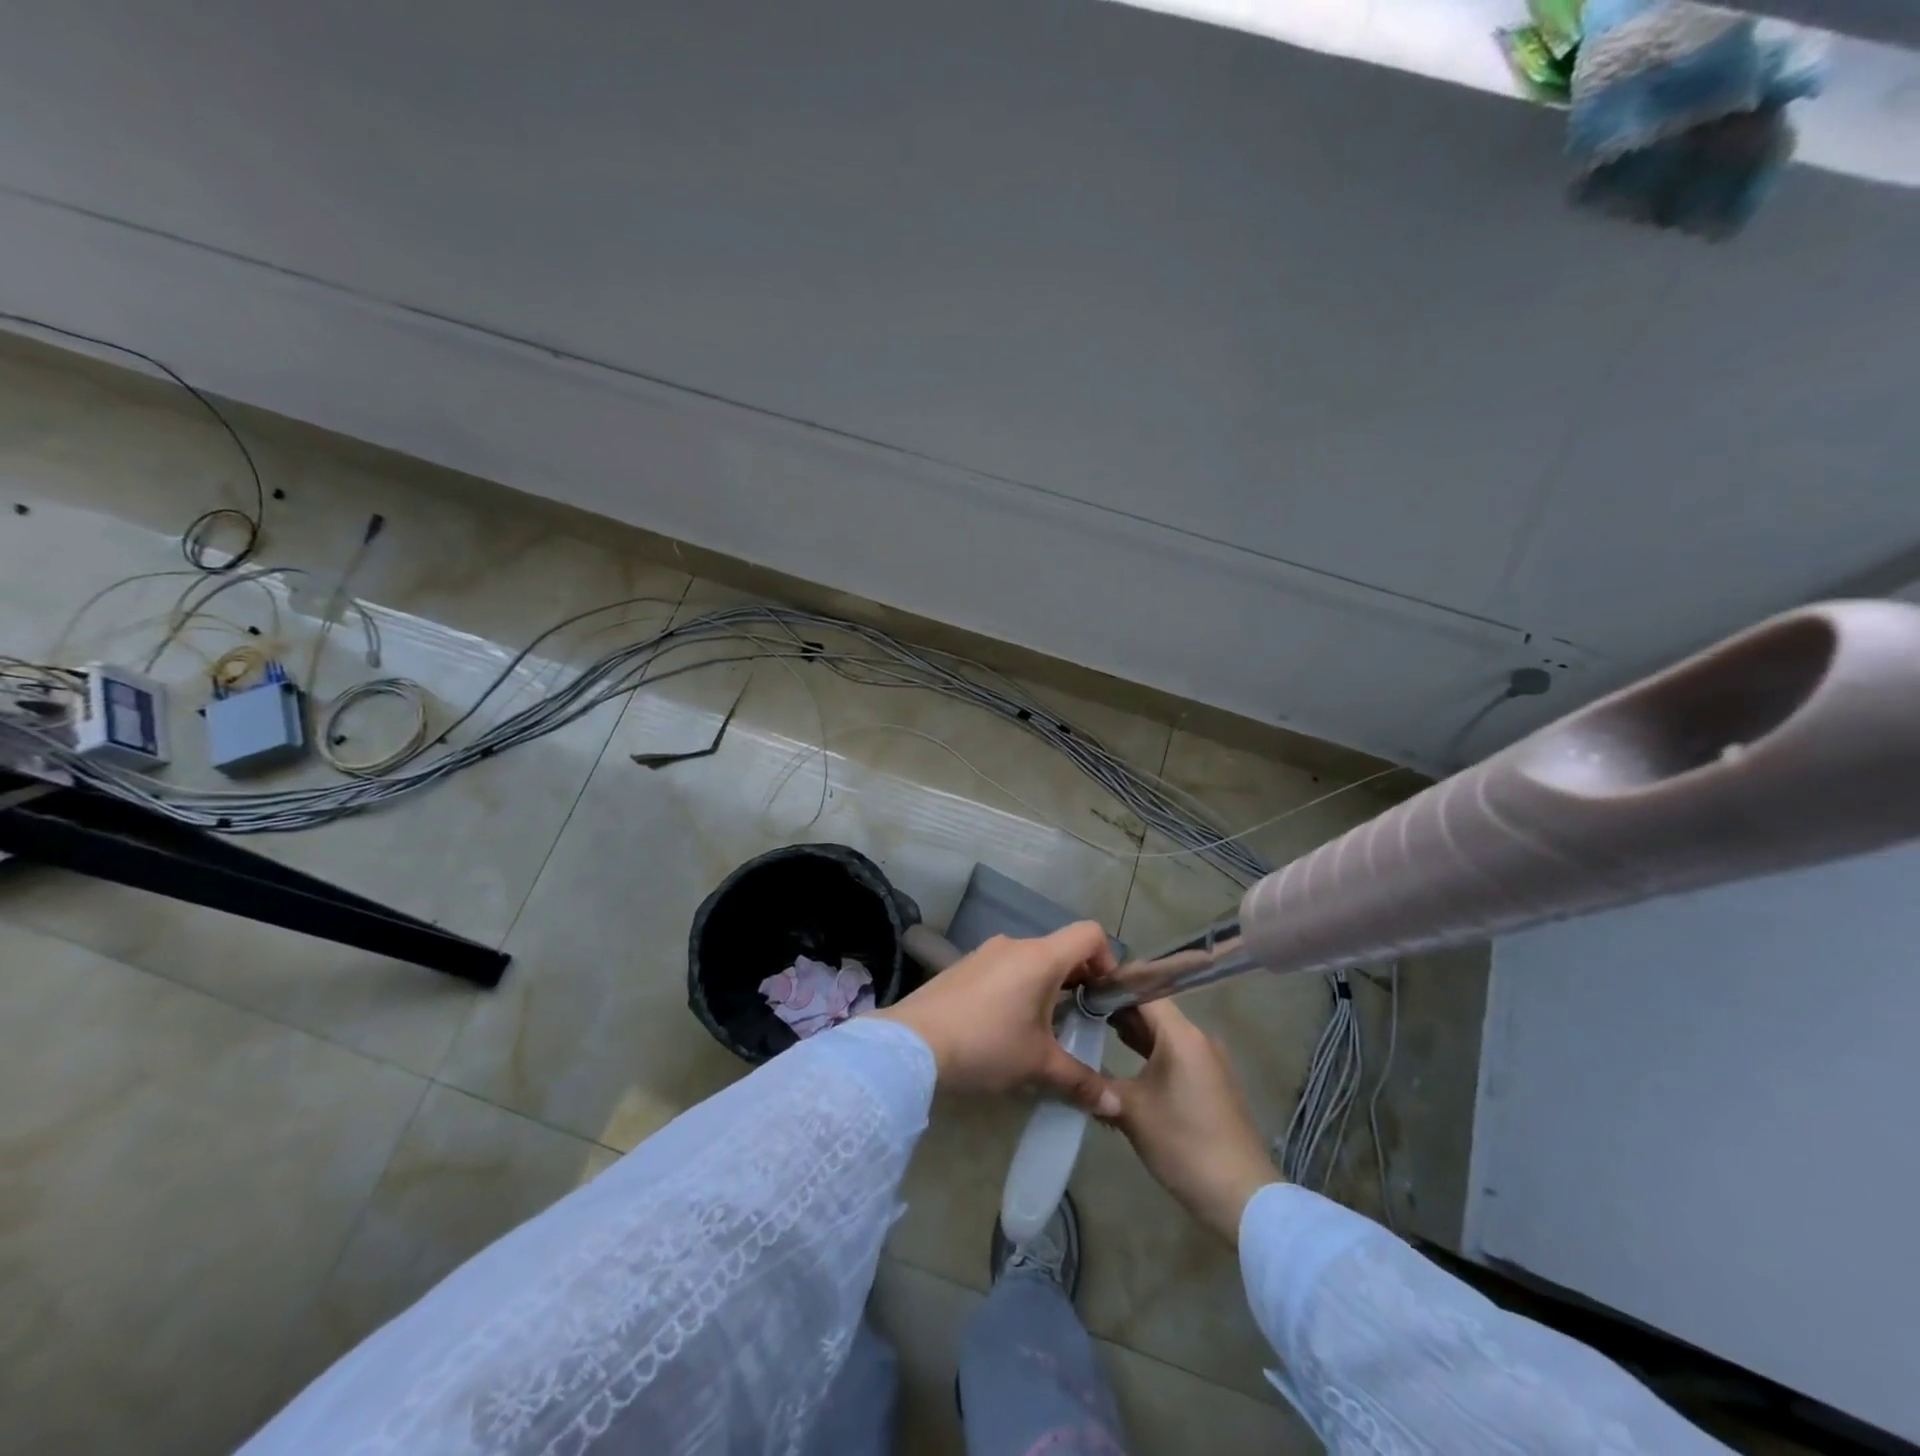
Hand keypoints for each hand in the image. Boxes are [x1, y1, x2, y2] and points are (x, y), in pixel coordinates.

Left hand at [874, 923, 1121, 1112]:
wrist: (912, 1044)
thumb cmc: (986, 1044)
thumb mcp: (1037, 1065)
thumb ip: (1080, 1082)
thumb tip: (1116, 1108)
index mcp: (1040, 957)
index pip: (1089, 934)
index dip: (1107, 960)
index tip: (1103, 997)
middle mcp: (1015, 945)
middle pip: (1061, 949)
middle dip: (1077, 981)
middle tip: (1079, 1022)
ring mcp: (985, 953)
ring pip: (1030, 960)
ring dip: (1045, 987)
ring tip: (1041, 1030)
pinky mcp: (963, 966)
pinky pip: (1004, 968)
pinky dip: (1017, 988)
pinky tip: (1004, 1027)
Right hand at [1100, 999, 1279, 1244]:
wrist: (1241, 1196)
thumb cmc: (1183, 1144)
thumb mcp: (1131, 1112)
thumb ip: (1098, 1083)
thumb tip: (1070, 1071)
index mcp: (1182, 1036)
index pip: (1144, 990)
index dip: (1112, 983)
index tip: (1081, 983)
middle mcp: (1199, 1039)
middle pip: (1154, 1010)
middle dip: (1117, 1007)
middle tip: (1079, 1006)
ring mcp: (1208, 1061)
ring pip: (1164, 1033)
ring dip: (1133, 1030)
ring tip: (1093, 1027)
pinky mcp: (1211, 1082)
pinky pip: (1175, 1052)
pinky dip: (1149, 1050)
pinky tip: (1124, 1057)